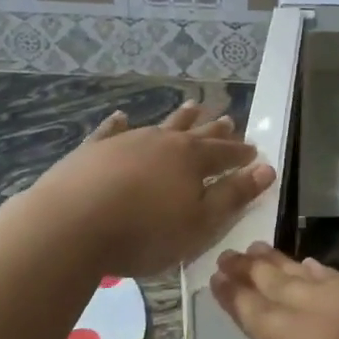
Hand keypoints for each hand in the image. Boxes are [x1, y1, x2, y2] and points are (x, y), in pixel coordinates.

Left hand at [22, 102, 274, 278]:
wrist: (71, 224)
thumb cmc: (145, 231)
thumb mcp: (200, 222)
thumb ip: (233, 195)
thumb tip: (266, 169)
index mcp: (192, 159)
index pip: (226, 153)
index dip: (241, 154)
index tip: (254, 152)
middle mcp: (163, 142)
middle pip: (196, 133)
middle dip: (214, 129)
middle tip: (228, 119)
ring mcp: (127, 142)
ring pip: (160, 126)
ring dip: (179, 118)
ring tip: (192, 106)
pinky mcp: (93, 150)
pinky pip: (111, 131)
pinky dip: (119, 124)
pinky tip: (121, 117)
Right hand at [209, 243, 338, 338]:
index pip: (263, 316)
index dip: (237, 297)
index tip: (214, 274)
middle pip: (286, 286)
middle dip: (255, 271)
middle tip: (230, 252)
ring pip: (318, 277)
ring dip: (287, 265)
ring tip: (264, 250)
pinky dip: (324, 272)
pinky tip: (320, 269)